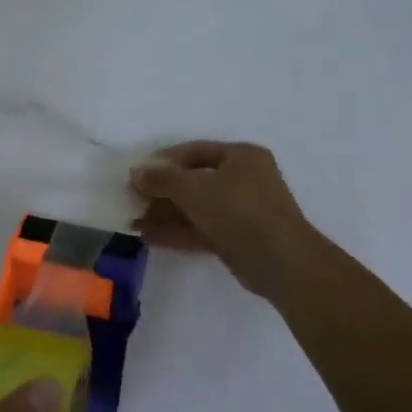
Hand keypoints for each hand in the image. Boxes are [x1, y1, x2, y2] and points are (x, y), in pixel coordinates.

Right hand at [129, 140, 324, 300]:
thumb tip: (135, 171)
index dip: (163, 161)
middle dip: (161, 191)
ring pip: (195, 208)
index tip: (137, 173)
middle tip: (131, 199)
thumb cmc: (238, 209)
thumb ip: (162, 179)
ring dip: (164, 214)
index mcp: (241, 156)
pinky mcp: (236, 239)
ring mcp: (241, 211)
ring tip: (132, 221)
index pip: (194, 151)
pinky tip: (148, 237)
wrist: (280, 260)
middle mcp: (244, 179)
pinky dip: (176, 232)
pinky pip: (200, 229)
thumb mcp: (194, 188)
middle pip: (193, 181)